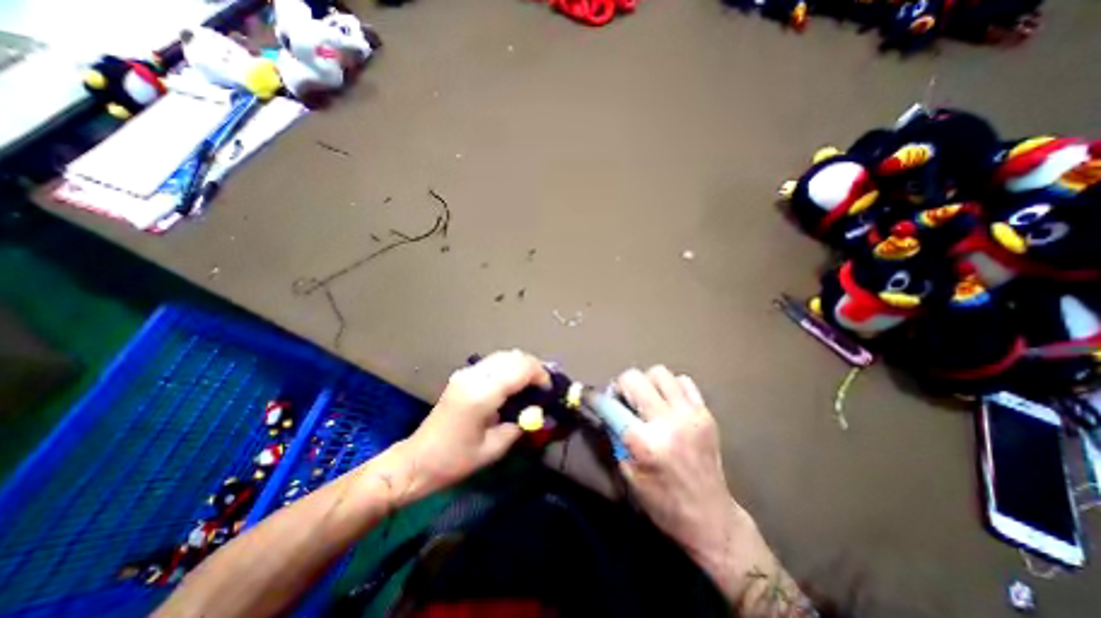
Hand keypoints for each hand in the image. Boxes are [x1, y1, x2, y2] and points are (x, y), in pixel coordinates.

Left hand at [398, 350, 547, 503]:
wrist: (418, 460)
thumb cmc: (455, 461)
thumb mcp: (494, 448)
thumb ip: (519, 425)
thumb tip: (537, 411)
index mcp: (482, 395)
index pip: (520, 369)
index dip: (540, 375)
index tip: (550, 390)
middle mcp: (474, 377)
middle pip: (513, 357)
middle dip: (534, 366)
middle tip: (545, 385)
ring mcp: (467, 373)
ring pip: (504, 355)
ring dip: (523, 364)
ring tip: (534, 382)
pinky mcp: (463, 375)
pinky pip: (494, 362)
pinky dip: (510, 366)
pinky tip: (516, 381)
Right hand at [619, 366, 815, 617]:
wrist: (711, 517)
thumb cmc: (662, 502)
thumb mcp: (627, 472)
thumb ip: (615, 435)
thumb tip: (606, 408)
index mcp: (645, 443)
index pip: (611, 406)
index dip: (595, 398)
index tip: (589, 395)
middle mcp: (668, 422)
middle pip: (634, 378)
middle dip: (620, 385)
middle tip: (621, 399)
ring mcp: (690, 414)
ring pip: (658, 372)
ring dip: (646, 382)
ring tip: (645, 399)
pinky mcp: (706, 412)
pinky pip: (682, 381)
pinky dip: (670, 386)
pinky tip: (667, 402)